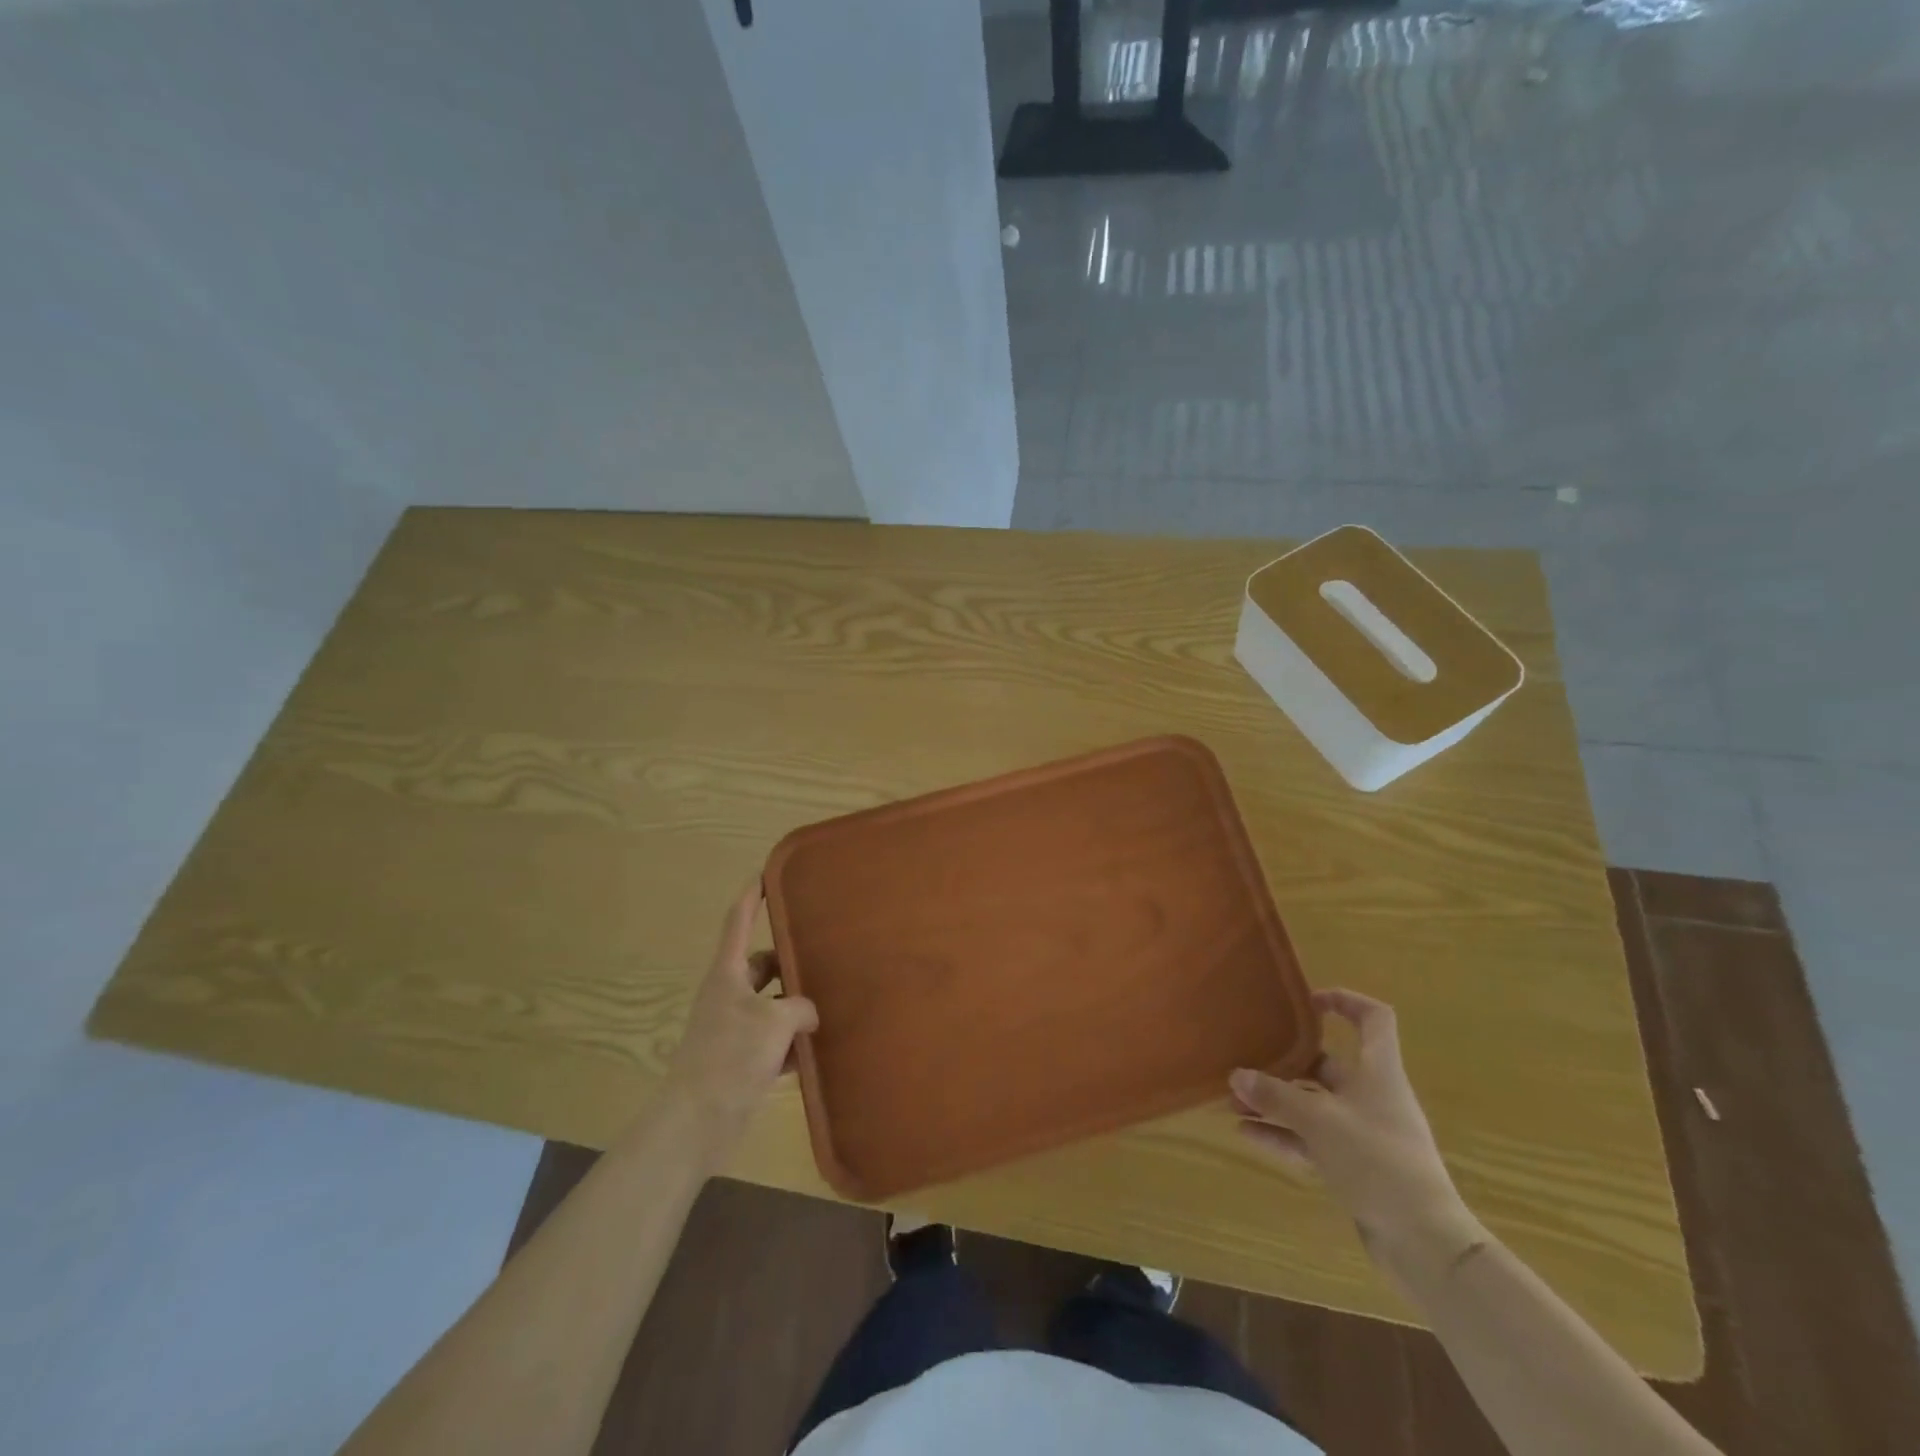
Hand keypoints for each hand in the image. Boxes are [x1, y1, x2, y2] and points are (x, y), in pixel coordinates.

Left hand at [660, 882, 817, 1150]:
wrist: (695, 1123)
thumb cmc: (730, 1057)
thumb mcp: (775, 1022)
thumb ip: (799, 1007)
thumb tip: (807, 1013)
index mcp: (728, 974)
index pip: (738, 921)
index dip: (752, 896)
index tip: (767, 874)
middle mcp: (728, 994)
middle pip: (762, 965)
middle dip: (789, 961)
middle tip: (824, 955)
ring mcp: (733, 1028)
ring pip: (770, 1003)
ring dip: (794, 1005)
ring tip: (831, 1002)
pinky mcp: (740, 1059)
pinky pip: (772, 1038)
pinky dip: (791, 1042)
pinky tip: (817, 1049)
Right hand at [1232, 989, 1473, 1259]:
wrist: (1425, 1244)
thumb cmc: (1377, 1161)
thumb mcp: (1319, 1121)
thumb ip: (1275, 1097)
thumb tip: (1237, 1075)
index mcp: (1378, 1072)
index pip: (1373, 1019)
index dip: (1344, 1000)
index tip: (1306, 1002)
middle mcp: (1373, 1096)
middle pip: (1329, 1064)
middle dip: (1286, 1063)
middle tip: (1247, 1059)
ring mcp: (1365, 1134)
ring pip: (1314, 1106)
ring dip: (1276, 1102)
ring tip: (1234, 1099)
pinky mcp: (1356, 1168)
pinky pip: (1312, 1141)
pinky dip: (1283, 1135)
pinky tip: (1247, 1134)